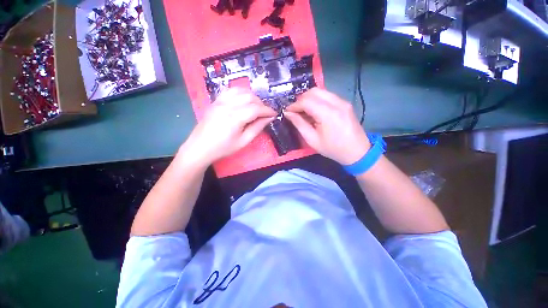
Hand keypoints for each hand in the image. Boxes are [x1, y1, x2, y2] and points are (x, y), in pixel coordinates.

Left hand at [179, 88, 276, 166]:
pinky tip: (243, 100)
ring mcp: (220, 101)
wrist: (200, 147)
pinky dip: (240, 92)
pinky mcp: (216, 101)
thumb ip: (257, 128)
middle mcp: (228, 105)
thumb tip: (268, 119)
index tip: (274, 114)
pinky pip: (230, 90)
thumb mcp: (243, 141)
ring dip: (252, 96)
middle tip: (265, 113)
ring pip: (241, 90)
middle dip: (261, 103)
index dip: (267, 110)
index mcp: (235, 117)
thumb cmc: (223, 148)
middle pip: (250, 97)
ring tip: (256, 106)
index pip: (256, 109)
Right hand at [285, 88, 369, 164]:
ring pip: (321, 91)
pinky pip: (327, 95)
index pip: (306, 101)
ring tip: (303, 111)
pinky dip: (317, 100)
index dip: (294, 105)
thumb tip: (288, 114)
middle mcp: (337, 103)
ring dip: (309, 98)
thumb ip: (299, 124)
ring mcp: (343, 101)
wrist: (357, 152)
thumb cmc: (333, 149)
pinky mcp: (345, 103)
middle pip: (314, 91)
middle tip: (295, 111)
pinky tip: (314, 110)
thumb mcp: (312, 140)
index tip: (287, 111)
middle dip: (301, 99)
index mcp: (328, 114)